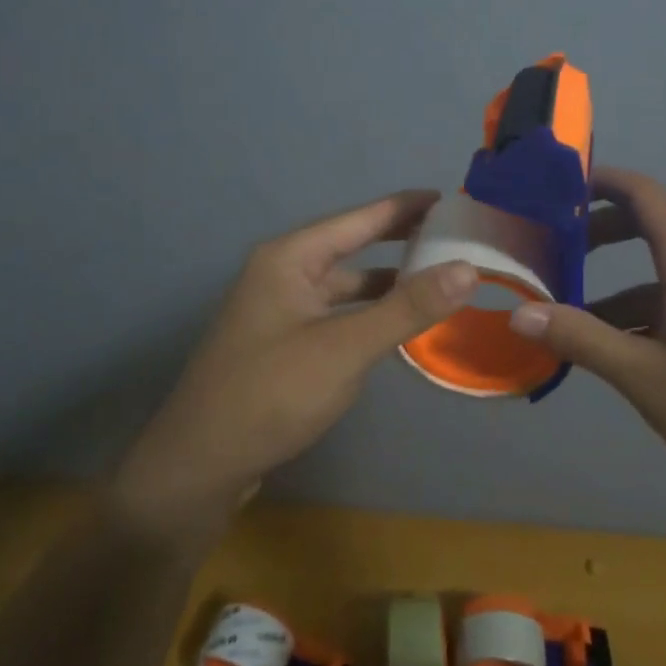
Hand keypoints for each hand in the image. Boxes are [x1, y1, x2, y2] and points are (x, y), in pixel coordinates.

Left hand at [113, 190, 476, 540]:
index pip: (360, 218)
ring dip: (386, 278)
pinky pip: (336, 311)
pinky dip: (368, 310)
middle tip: (452, 235)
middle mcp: (283, 272)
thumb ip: (407, 307)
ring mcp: (280, 308)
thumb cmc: (271, 394)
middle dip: (399, 239)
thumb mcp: (346, 349)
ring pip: (344, 281)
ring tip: (436, 275)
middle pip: (351, 244)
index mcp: (291, 257)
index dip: (405, 207)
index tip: (450, 198)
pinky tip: (396, 322)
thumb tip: (468, 268)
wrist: (197, 467)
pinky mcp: (283, 341)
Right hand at [509, 167, 665, 504]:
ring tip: (573, 320)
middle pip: (650, 226)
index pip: (643, 192)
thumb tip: (521, 313)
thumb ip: (584, 340)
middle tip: (552, 255)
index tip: (555, 189)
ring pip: (664, 271)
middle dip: (599, 235)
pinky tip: (624, 354)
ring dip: (619, 287)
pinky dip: (648, 311)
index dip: (600, 181)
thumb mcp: (650, 379)